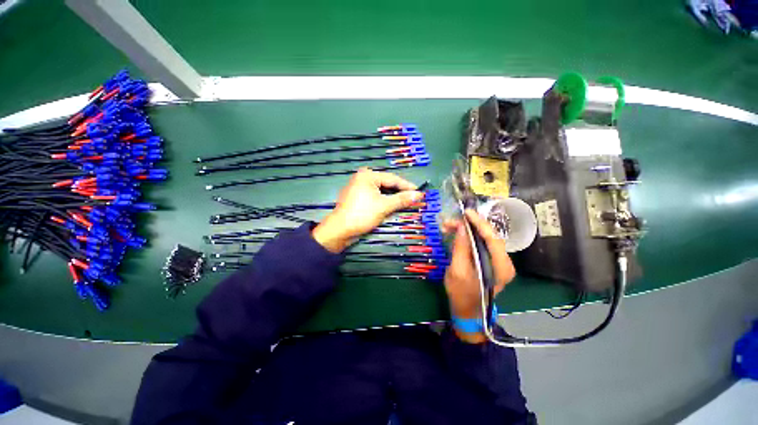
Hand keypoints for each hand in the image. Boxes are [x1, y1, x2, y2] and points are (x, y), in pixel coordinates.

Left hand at [313, 168, 423, 252]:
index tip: (420, 192)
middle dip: (400, 193)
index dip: (407, 186)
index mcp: (367, 175)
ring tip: (406, 203)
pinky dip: (384, 202)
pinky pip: (375, 197)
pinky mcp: (357, 198)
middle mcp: (362, 178)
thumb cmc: (361, 215)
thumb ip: (402, 199)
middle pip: (387, 184)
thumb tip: (419, 195)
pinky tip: (392, 206)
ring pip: (381, 192)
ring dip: (393, 198)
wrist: (340, 231)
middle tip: (414, 199)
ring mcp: (359, 188)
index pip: (392, 179)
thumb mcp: (384, 206)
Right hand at [443, 209, 515, 342]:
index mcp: (501, 268)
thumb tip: (462, 227)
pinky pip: (481, 244)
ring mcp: (499, 261)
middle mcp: (504, 262)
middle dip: (470, 226)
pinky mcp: (491, 260)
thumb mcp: (457, 271)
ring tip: (449, 227)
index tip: (466, 213)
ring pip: (484, 238)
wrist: (468, 311)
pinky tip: (456, 233)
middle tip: (451, 221)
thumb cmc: (462, 295)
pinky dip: (468, 237)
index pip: (493, 239)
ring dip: (467, 230)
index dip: (480, 223)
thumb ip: (461, 248)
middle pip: (489, 236)